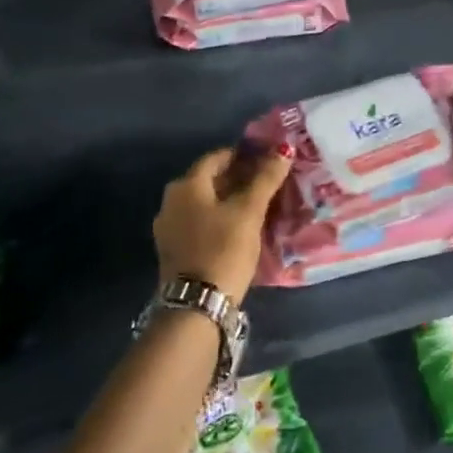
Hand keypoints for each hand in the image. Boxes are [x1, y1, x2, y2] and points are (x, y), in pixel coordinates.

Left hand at [153, 144, 292, 301]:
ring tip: (256, 206)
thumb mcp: (249, 213)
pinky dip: (217, 219)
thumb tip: (284, 150)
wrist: (197, 303)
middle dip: (236, 178)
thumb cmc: (224, 249)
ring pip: (203, 203)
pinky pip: (198, 223)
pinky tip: (236, 229)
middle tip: (266, 183)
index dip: (242, 155)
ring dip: (227, 200)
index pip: (216, 158)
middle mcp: (171, 200)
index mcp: (186, 185)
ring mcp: (168, 226)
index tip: (266, 159)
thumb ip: (265, 180)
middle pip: (208, 180)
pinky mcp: (173, 249)